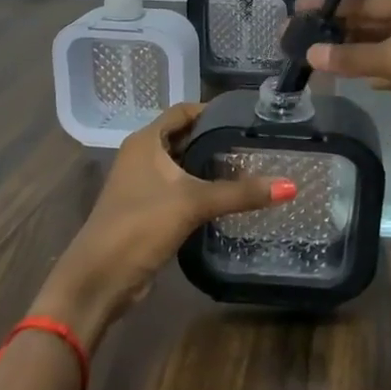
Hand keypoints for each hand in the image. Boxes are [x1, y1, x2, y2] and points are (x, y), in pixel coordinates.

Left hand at [33, 102, 292, 347]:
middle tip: (254, 143)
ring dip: (208, 166)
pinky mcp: (146, 210)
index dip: (212, 111)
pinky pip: (178, 190)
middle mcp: (141, 156)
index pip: (182, 111)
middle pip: (183, 137)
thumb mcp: (193, 203)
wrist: (100, 279)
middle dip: (215, 139)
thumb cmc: (141, 225)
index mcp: (145, 141)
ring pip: (181, 166)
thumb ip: (240, 193)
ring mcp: (141, 184)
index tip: (247, 116)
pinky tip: (226, 197)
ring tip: (249, 167)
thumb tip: (290, 186)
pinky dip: (200, 189)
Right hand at [300, 0, 390, 210]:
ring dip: (342, 50)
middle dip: (334, 28)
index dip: (333, 5)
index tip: (298, 9)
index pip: (370, 2)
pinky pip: (378, 71)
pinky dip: (356, 71)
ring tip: (304, 52)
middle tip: (292, 34)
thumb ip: (353, 56)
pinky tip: (333, 73)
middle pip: (369, 23)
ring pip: (372, 48)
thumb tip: (311, 54)